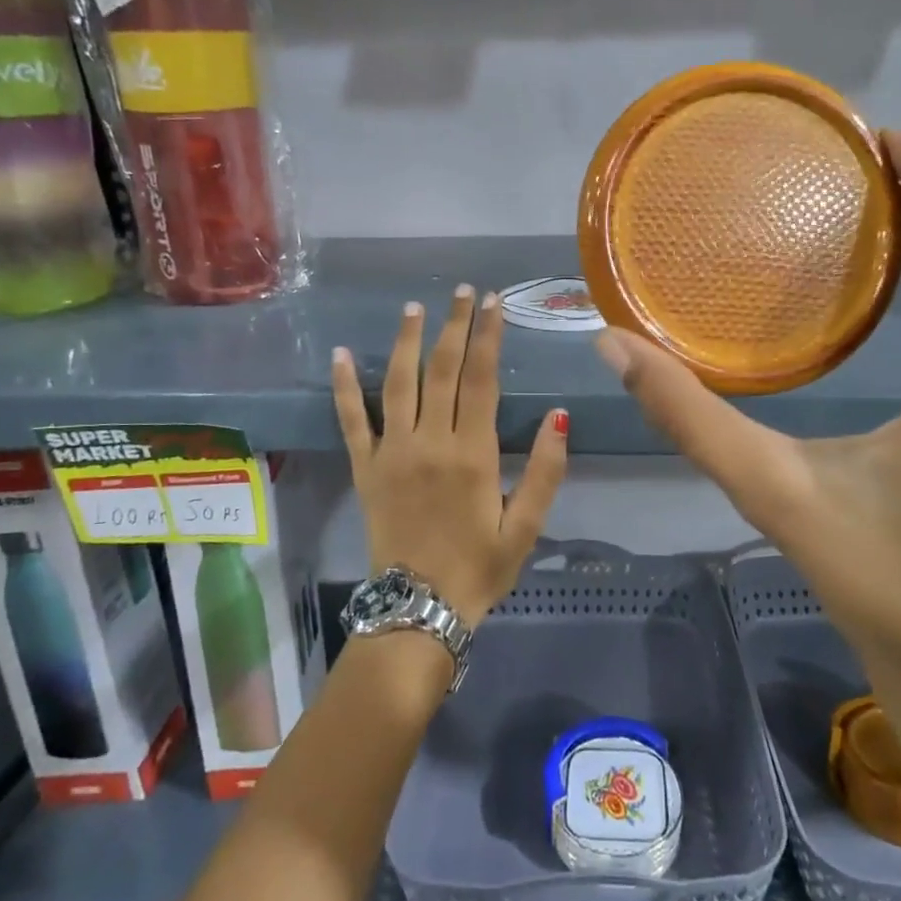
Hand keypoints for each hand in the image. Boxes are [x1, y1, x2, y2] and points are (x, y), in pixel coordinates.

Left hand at [332, 286, 568, 624]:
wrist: (418, 609)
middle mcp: (430, 442)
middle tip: (463, 291)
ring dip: (408, 341)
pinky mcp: (365, 468)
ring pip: (399, 383)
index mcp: (473, 454)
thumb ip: (546, 472)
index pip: (481, 379)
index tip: (493, 303)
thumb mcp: (527, 527)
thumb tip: (559, 416)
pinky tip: (342, 354)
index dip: (488, 336)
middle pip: (442, 370)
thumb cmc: (479, 568)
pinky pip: (351, 420)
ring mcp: (392, 453)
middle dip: (454, 326)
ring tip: (416, 307)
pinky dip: (344, 386)